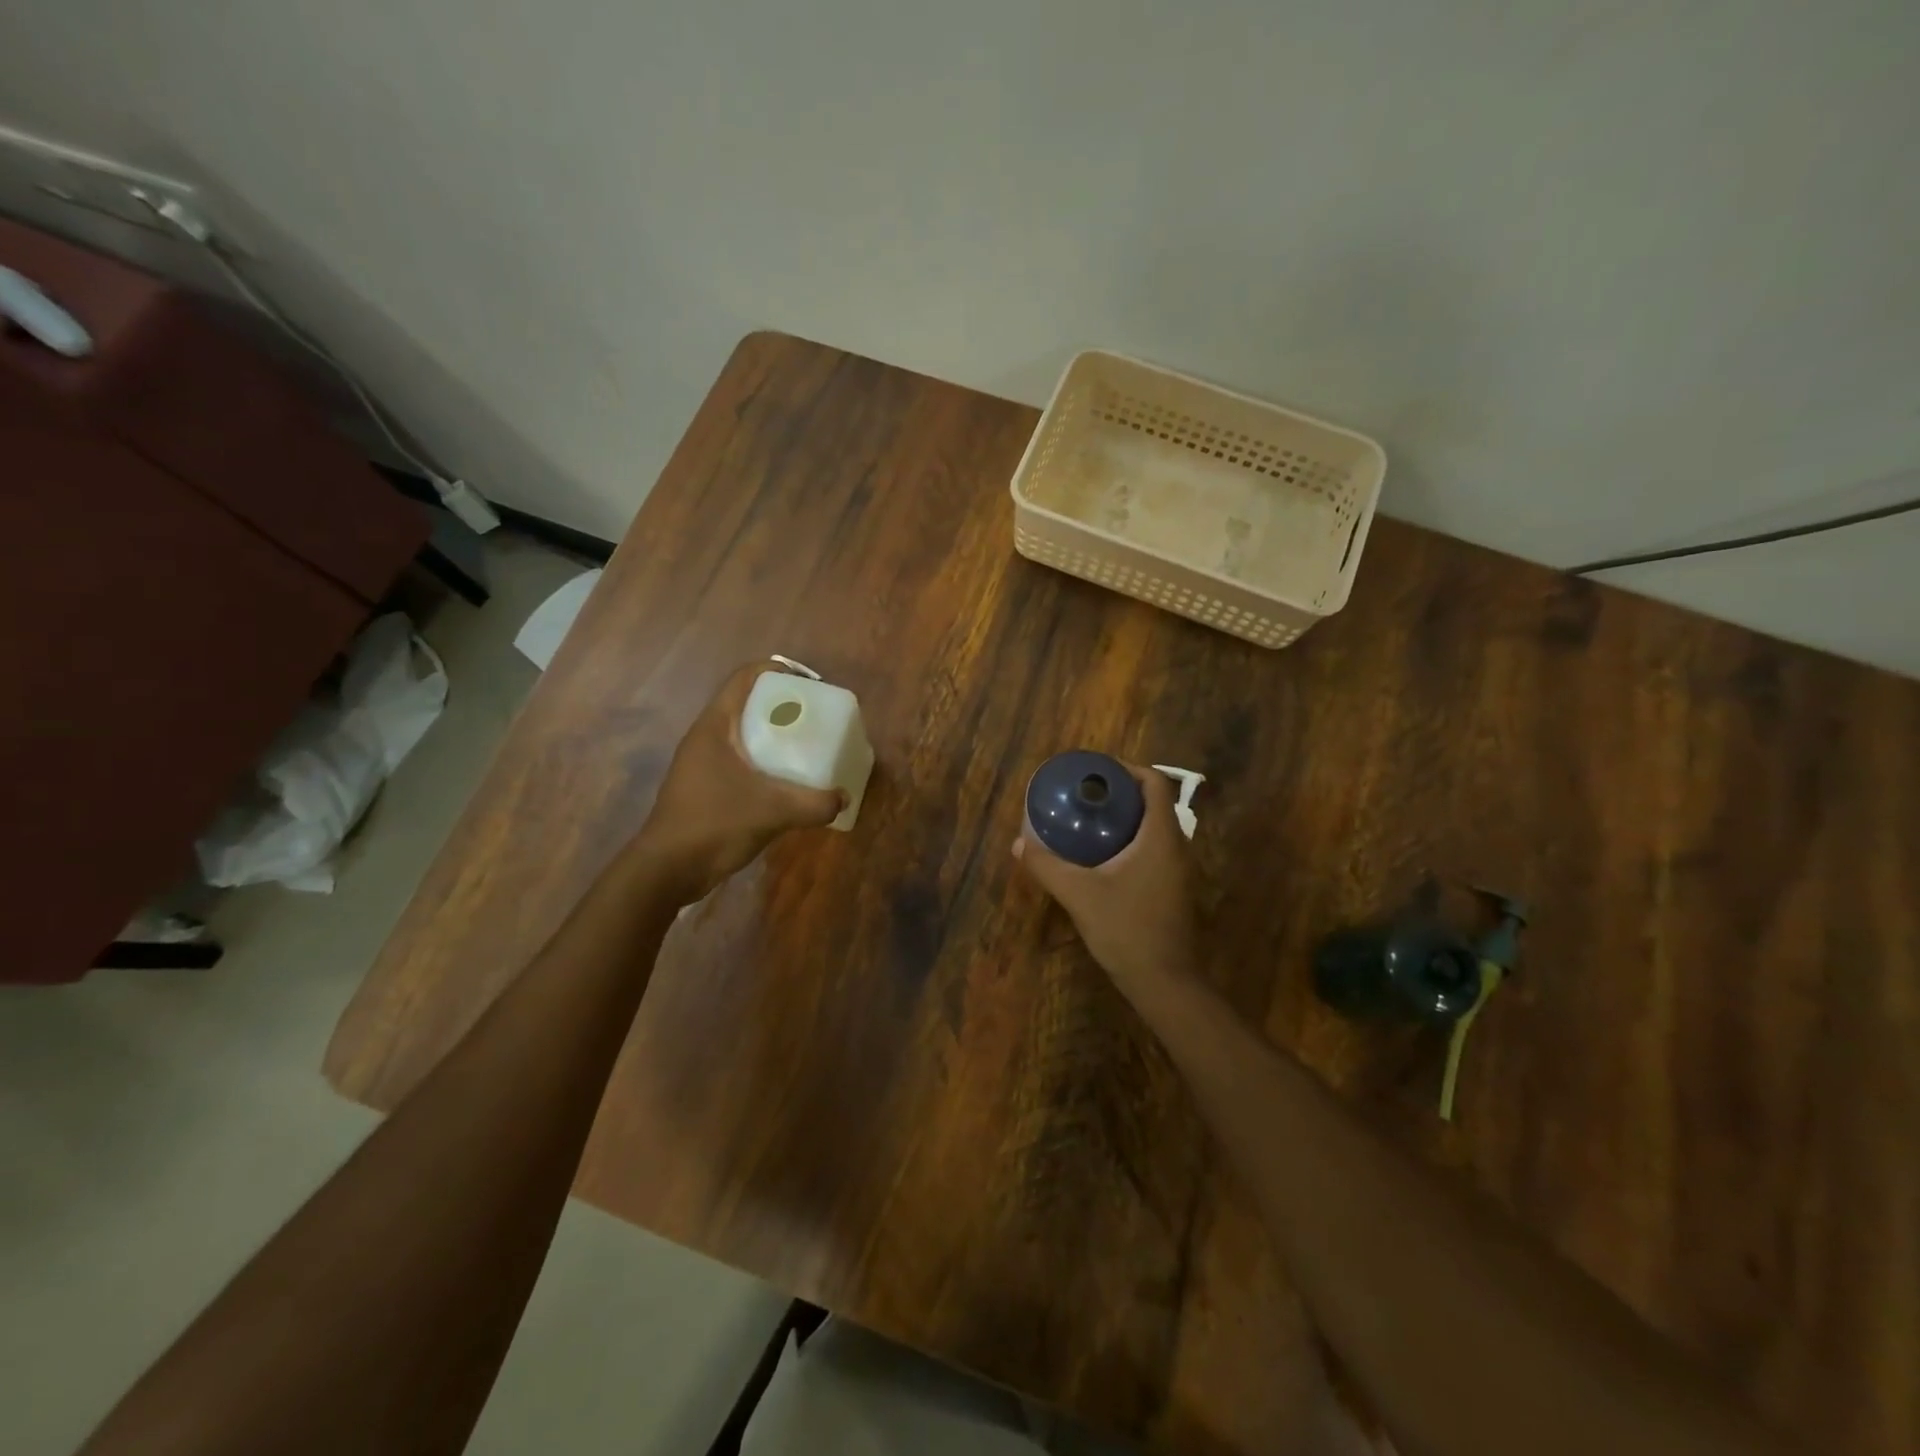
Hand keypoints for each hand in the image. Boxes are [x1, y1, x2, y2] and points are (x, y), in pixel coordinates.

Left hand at [638, 664, 844, 901]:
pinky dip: (765, 762)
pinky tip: (787, 782)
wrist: (667, 869)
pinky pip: (741, 761)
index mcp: (715, 726)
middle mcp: (706, 737)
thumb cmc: (714, 825)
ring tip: (807, 746)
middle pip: (747, 704)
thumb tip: (843, 798)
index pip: (745, 678)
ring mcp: (703, 763)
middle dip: (783, 706)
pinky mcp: (705, 787)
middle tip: (815, 717)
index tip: (809, 685)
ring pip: (744, 734)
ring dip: (774, 736)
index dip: (777, 671)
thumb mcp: (772, 812)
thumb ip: (814, 804)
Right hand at [1012, 763, 1198, 985]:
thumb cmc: (1126, 930)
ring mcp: (1178, 870)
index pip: (1155, 784)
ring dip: (1125, 819)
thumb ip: (1047, 866)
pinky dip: (1130, 841)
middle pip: (1153, 803)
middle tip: (1085, 795)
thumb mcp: (1079, 894)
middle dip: (1120, 793)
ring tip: (1089, 820)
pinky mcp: (1172, 889)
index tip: (1096, 772)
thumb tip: (1018, 844)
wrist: (1164, 982)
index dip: (1127, 770)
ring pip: (1153, 828)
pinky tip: (1101, 857)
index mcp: (1160, 836)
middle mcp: (1176, 847)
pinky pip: (1153, 850)